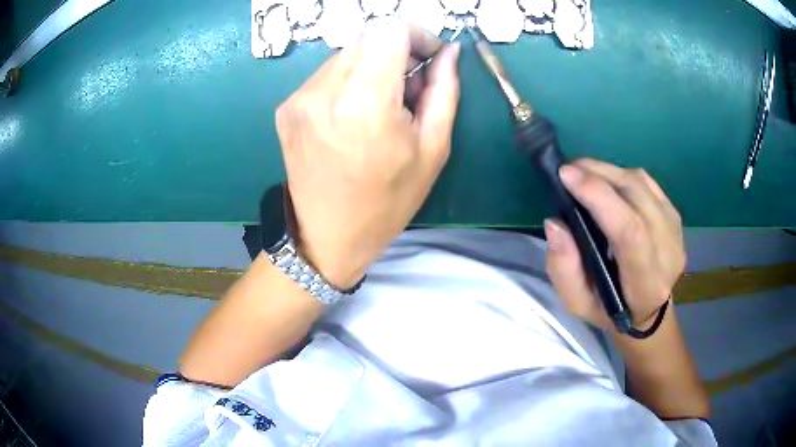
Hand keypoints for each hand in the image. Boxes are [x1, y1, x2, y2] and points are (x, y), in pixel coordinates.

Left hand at [275, 18, 460, 288]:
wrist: (326, 237)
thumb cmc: (387, 201)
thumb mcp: (432, 149)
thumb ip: (444, 90)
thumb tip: (449, 52)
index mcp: (365, 102)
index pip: (389, 28)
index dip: (416, 34)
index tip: (430, 57)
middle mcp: (324, 90)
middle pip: (367, 37)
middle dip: (397, 51)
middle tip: (410, 86)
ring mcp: (299, 97)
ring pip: (346, 54)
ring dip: (371, 66)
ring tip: (382, 105)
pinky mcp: (286, 107)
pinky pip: (326, 75)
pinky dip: (348, 81)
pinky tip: (354, 115)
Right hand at [543, 159, 685, 331]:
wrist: (648, 310)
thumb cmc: (609, 310)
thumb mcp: (577, 303)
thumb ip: (564, 268)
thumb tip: (555, 223)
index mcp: (646, 283)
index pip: (629, 231)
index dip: (599, 197)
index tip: (567, 175)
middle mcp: (668, 252)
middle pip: (637, 197)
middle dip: (599, 175)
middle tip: (569, 169)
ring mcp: (675, 230)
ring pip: (641, 184)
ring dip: (608, 171)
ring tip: (583, 173)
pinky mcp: (674, 215)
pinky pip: (646, 182)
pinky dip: (622, 175)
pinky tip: (606, 181)